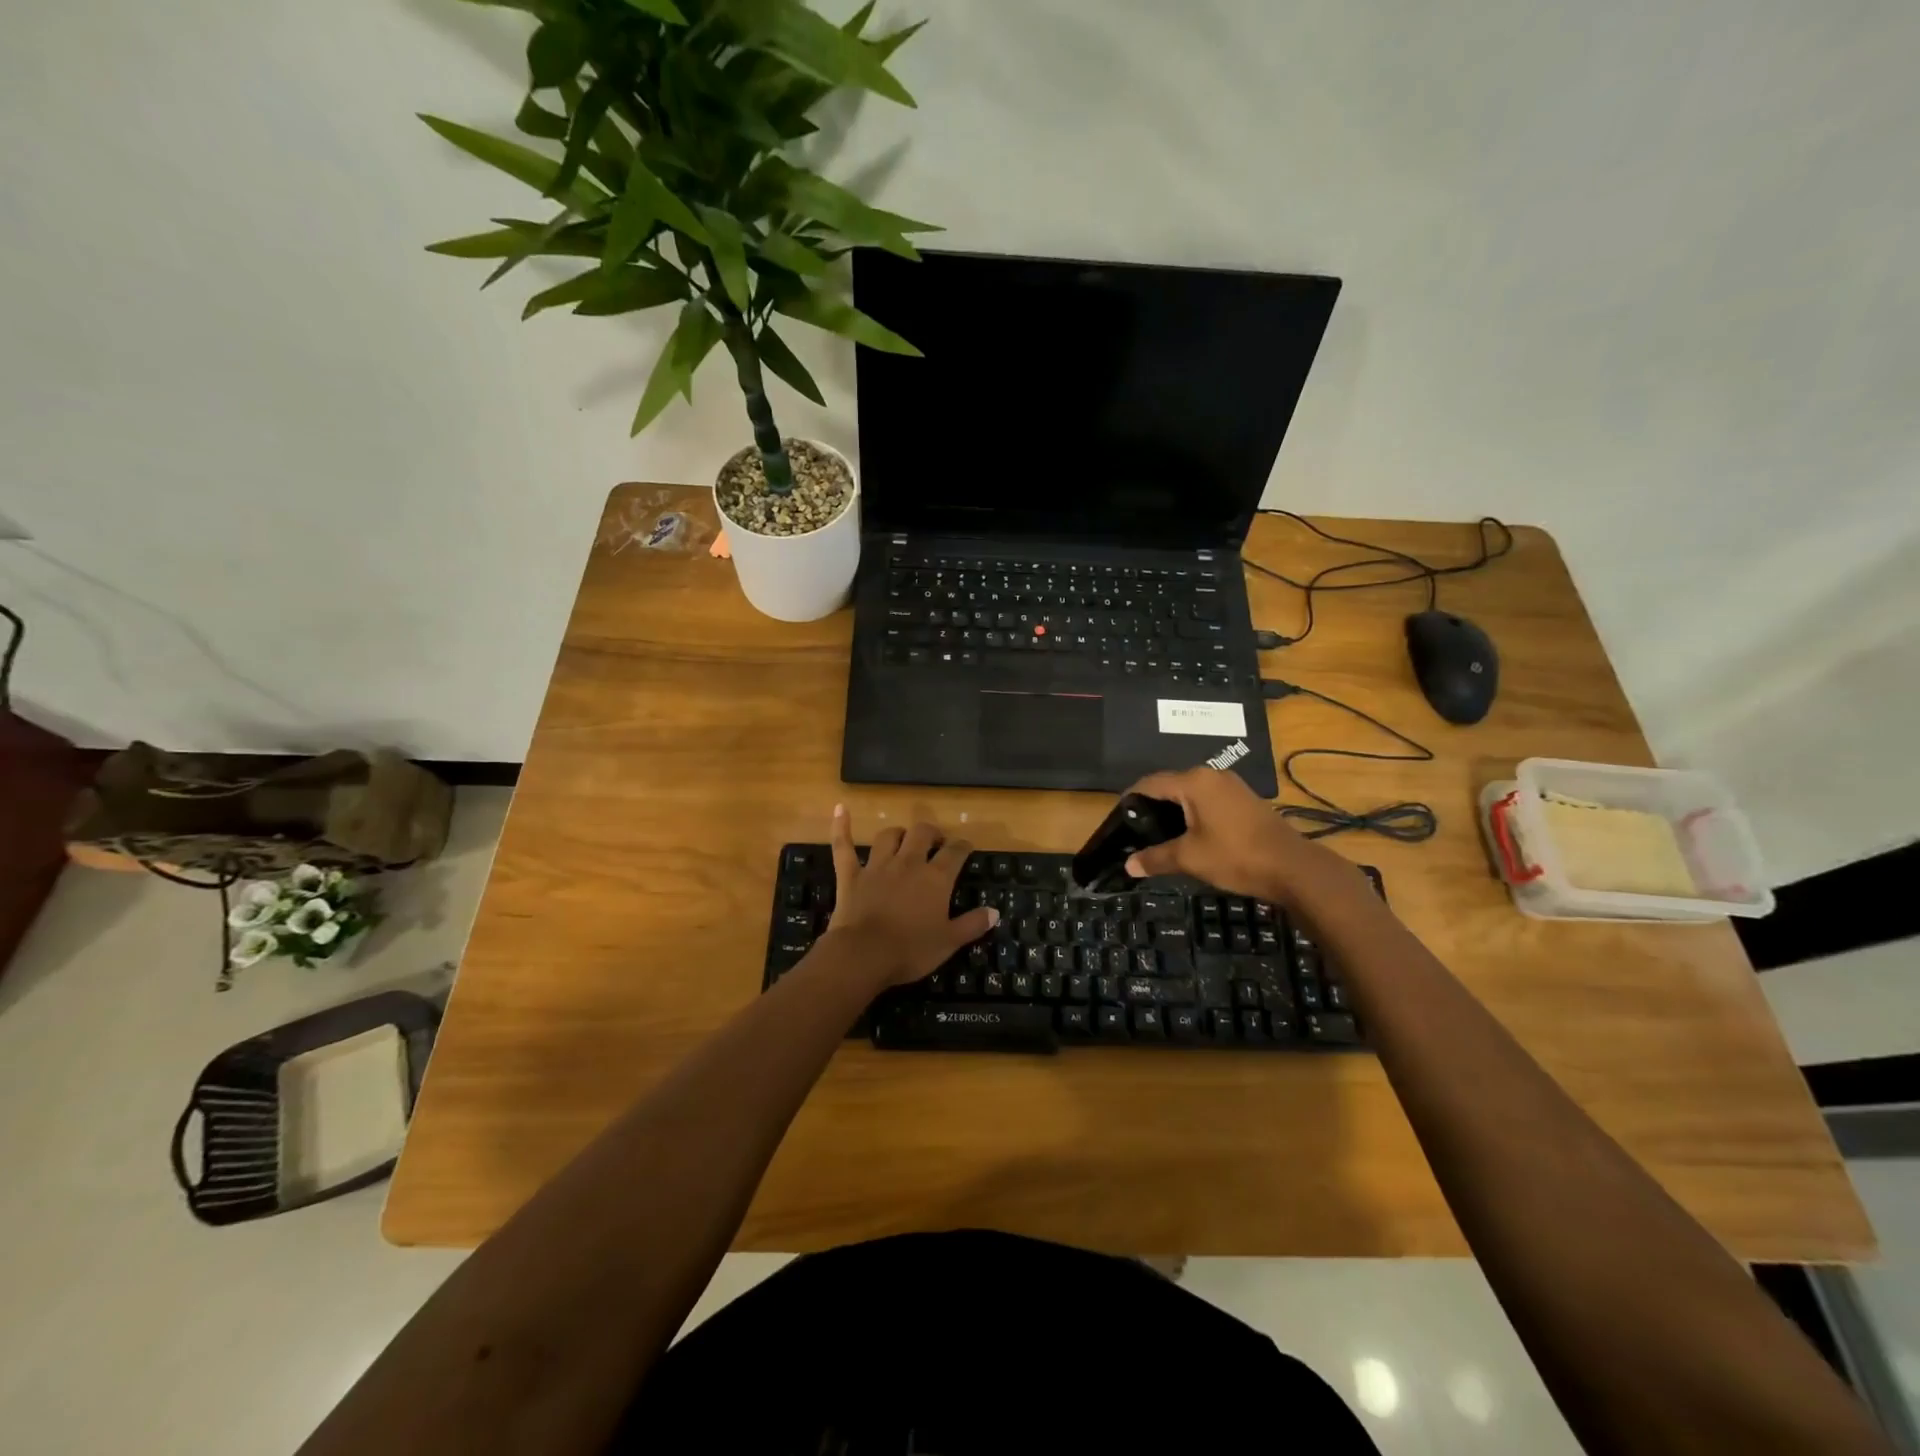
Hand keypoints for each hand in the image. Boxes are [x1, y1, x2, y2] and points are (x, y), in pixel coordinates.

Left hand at [824, 806, 999, 987]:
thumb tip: (994, 911)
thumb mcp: (949, 942)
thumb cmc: (911, 950)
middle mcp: (908, 863)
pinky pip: (844, 846)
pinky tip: (840, 809)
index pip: (955, 852)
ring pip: (889, 836)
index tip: (966, 848)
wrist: (864, 955)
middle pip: (922, 834)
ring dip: (898, 834)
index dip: (963, 847)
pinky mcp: (851, 875)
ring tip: (904, 839)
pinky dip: (841, 827)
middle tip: (936, 842)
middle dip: (932, 833)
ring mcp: (877, 866)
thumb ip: (972, 924)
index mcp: (935, 878)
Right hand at [1121, 766, 1360, 906]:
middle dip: (1151, 805)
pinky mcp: (1243, 799)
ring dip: (1173, 810)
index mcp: (1194, 782)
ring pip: (1190, 792)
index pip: (1150, 782)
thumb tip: (1128, 865)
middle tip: (1135, 830)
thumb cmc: (1236, 857)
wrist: (1292, 867)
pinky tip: (1188, 834)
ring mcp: (1230, 785)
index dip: (1131, 799)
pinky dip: (1192, 812)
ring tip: (1157, 834)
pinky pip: (1207, 799)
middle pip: (1170, 785)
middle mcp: (1211, 775)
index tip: (1118, 818)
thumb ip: (1156, 858)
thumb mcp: (1190, 858)